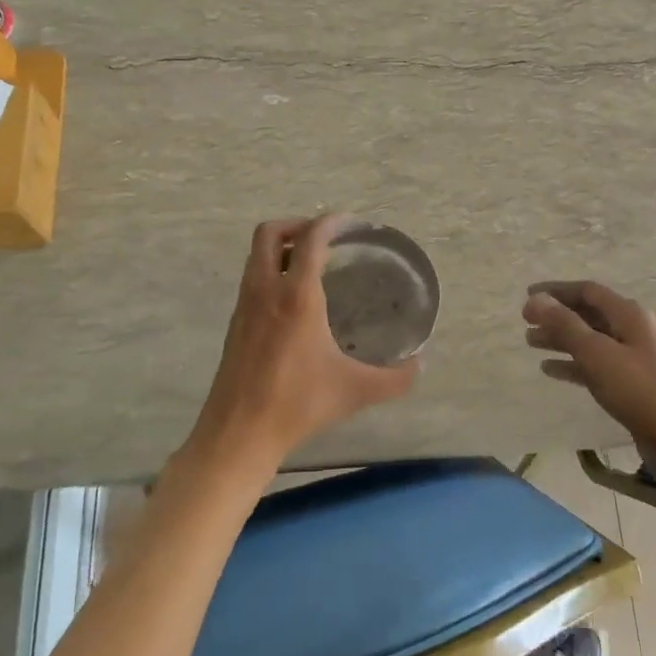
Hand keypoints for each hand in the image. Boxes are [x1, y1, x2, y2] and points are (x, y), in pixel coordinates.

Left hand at [186, 215, 419, 477]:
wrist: (238, 433)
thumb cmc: (297, 404)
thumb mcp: (355, 391)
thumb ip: (395, 378)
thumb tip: (420, 365)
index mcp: (297, 296)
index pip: (310, 239)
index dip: (331, 222)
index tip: (350, 224)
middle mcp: (266, 291)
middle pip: (269, 233)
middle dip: (297, 224)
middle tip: (325, 238)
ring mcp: (245, 306)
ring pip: (256, 255)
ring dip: (281, 247)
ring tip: (311, 262)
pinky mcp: (235, 324)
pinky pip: (252, 279)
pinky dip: (270, 271)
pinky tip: (293, 299)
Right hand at [523, 280, 655, 488]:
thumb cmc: (641, 390)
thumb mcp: (598, 354)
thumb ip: (565, 326)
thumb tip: (535, 299)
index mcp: (628, 315)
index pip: (587, 291)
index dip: (555, 291)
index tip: (526, 296)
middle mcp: (631, 330)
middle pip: (588, 314)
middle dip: (556, 316)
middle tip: (525, 322)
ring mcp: (632, 359)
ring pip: (589, 341)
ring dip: (560, 340)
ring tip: (531, 343)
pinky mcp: (631, 386)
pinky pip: (595, 367)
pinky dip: (572, 365)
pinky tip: (550, 370)